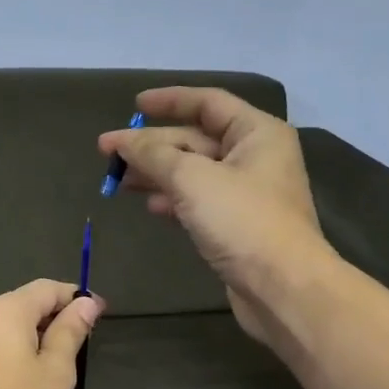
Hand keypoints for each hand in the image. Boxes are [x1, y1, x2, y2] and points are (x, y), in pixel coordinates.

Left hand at [0, 280, 101, 388]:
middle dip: (54, 319)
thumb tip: (84, 303)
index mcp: (5, 311)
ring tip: (55, 367)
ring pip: (4, 332)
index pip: (46, 289)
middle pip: (23, 307)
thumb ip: (70, 331)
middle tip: (81, 343)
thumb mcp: (57, 369)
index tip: (99, 313)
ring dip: (32, 340)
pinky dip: (11, 358)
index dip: (76, 297)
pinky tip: (22, 386)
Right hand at [100, 86, 330, 343]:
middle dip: (151, 145)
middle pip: (195, 139)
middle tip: (106, 151)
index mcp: (256, 133)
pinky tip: (149, 206)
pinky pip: (197, 201)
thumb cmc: (242, 222)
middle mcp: (254, 157)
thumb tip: (123, 141)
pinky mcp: (235, 225)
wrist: (282, 287)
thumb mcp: (192, 180)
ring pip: (192, 173)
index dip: (169, 100)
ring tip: (118, 180)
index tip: (133, 105)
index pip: (207, 103)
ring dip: (156, 173)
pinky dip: (172, 199)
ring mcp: (245, 193)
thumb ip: (154, 155)